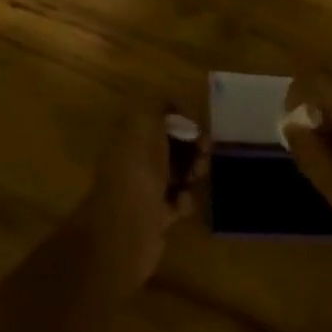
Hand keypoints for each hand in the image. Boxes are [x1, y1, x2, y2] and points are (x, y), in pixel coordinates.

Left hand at [72, 102, 206, 288]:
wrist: (127, 227)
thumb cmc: (138, 168)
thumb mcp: (145, 120)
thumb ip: (158, 104)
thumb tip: (174, 107)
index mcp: (128, 132)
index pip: (159, 115)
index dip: (182, 117)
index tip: (198, 127)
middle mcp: (133, 157)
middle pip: (172, 143)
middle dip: (192, 145)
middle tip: (204, 153)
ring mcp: (143, 187)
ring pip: (178, 171)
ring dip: (193, 171)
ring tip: (195, 178)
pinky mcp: (154, 214)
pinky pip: (177, 200)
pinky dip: (184, 199)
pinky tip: (180, 203)